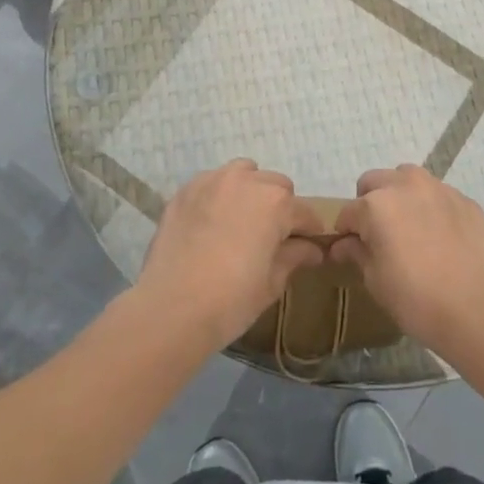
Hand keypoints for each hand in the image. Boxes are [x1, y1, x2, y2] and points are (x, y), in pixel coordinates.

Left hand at [133, 160, 325, 351]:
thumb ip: (294, 257)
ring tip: (241, 222)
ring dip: (250, 191)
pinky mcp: (185, 190)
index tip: (308, 247)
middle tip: (271, 238)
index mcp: (276, 203)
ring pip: (244, 174)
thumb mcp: (271, 283)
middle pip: (276, 186)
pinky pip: (212, 183)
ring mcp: (213, 181)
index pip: (305, 213)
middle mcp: (247, 181)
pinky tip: (212, 222)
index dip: (309, 231)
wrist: (171, 309)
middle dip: (280, 208)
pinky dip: (219, 195)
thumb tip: (312, 249)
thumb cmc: (231, 300)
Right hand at [329, 166, 483, 356]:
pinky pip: (439, 195)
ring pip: (408, 179)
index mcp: (376, 205)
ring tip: (410, 229)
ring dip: (401, 196)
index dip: (346, 232)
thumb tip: (343, 245)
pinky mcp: (465, 200)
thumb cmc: (417, 299)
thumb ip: (357, 254)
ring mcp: (439, 189)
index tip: (351, 250)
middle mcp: (405, 185)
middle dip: (370, 203)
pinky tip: (440, 238)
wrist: (478, 308)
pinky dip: (431, 207)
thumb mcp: (376, 281)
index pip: (348, 212)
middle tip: (379, 236)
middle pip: (375, 182)